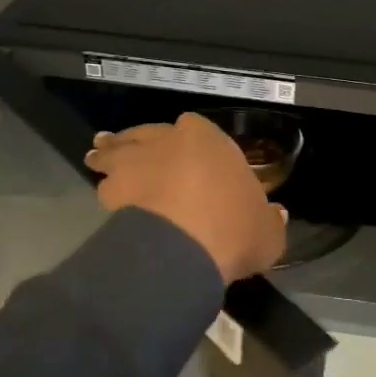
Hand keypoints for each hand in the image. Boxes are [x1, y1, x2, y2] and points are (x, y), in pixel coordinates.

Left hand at [84, 112, 288, 284]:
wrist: (185, 248)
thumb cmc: (234, 228)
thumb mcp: (268, 230)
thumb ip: (270, 220)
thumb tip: (276, 215)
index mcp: (207, 138)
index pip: (195, 128)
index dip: (190, 142)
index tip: (187, 156)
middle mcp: (167, 140)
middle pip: (147, 134)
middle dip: (140, 140)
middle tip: (129, 145)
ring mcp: (134, 162)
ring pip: (116, 151)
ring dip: (109, 155)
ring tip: (99, 159)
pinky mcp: (111, 190)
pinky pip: (106, 184)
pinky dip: (106, 189)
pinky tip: (106, 198)